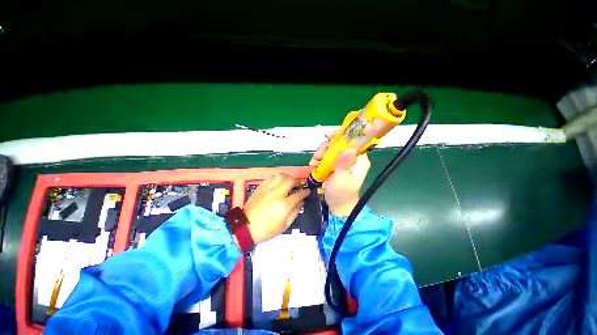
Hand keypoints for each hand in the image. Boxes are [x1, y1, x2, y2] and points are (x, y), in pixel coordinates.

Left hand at [243, 173, 309, 243]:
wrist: (246, 227)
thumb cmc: (267, 229)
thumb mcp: (285, 225)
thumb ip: (295, 211)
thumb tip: (300, 202)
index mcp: (284, 205)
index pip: (299, 194)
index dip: (305, 192)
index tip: (307, 192)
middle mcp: (277, 193)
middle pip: (291, 181)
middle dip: (297, 182)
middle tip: (298, 186)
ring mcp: (268, 189)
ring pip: (281, 176)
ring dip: (288, 177)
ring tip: (289, 182)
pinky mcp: (261, 187)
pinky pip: (271, 177)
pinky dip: (278, 178)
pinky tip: (279, 182)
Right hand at [309, 137, 370, 216]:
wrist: (337, 205)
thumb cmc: (341, 194)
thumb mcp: (342, 179)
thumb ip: (344, 164)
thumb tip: (347, 148)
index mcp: (359, 160)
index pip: (353, 140)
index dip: (341, 135)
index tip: (328, 136)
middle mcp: (351, 158)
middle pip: (339, 143)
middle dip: (326, 147)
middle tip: (318, 155)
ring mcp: (342, 162)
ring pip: (330, 149)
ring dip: (320, 154)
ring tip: (314, 163)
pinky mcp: (334, 166)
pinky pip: (326, 157)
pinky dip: (319, 160)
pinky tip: (314, 166)